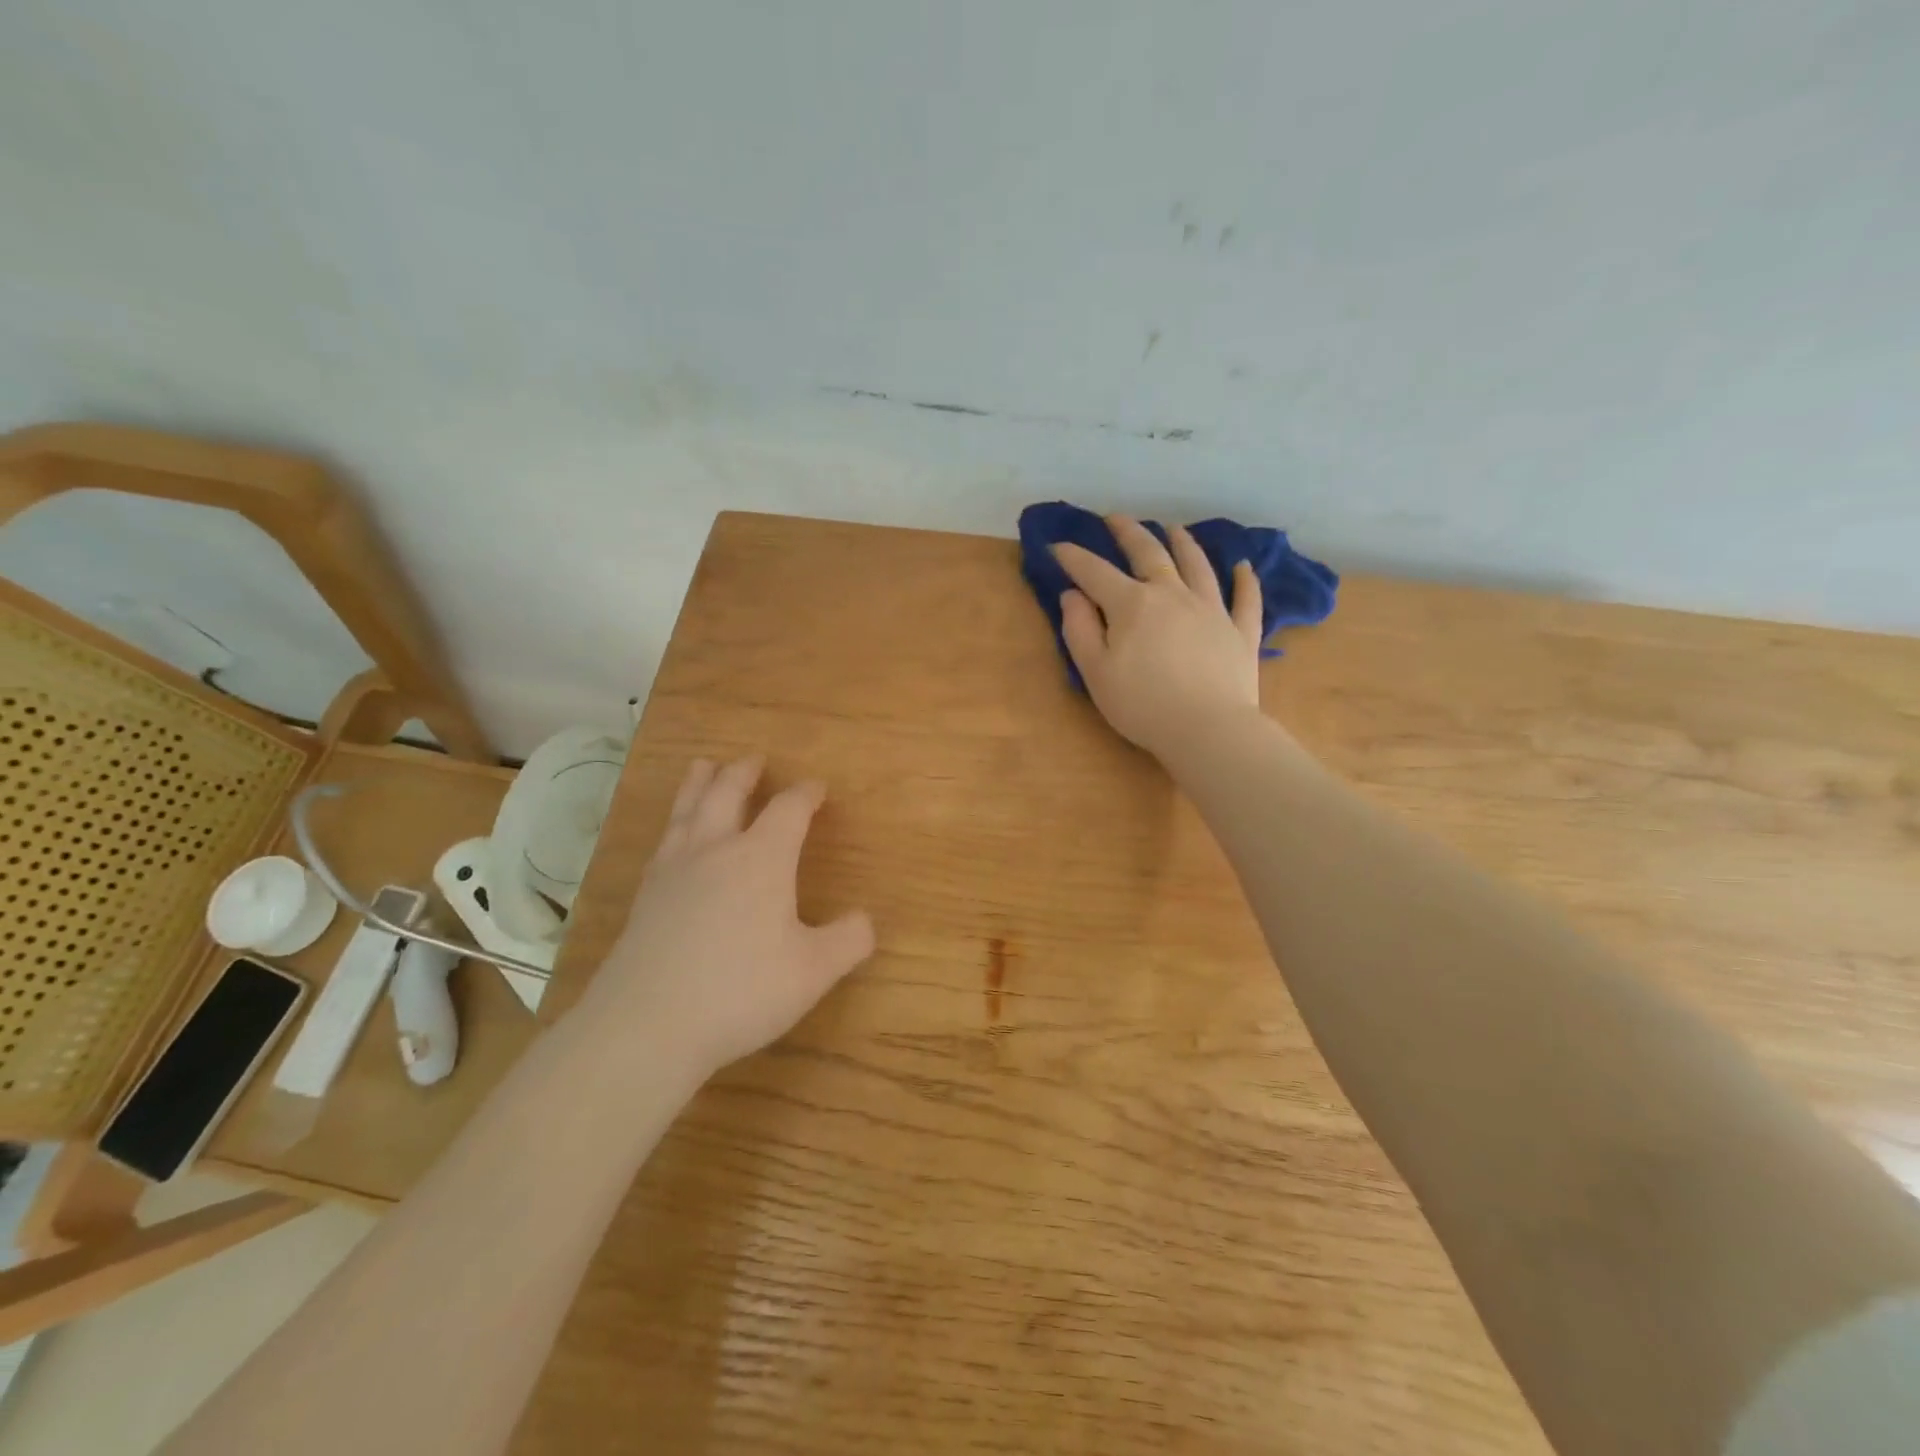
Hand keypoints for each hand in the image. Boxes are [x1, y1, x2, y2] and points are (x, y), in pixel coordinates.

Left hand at [589, 756, 874, 1083]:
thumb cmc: (741, 991)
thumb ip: (848, 941)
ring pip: (688, 809)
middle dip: (744, 773)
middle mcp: (716, 850)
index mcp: (761, 859)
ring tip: (704, 766)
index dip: (805, 794)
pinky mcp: (645, 895)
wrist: (647, 1024)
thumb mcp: (813, 971)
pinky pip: (664, 841)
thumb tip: (865, 921)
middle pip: (728, 793)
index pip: (788, 810)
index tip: (817, 788)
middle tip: (753, 759)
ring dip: (700, 783)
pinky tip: (675, 834)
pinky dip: (675, 821)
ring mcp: (674, 870)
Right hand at [1054, 515, 1264, 758]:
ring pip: (1197, 565)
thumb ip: (1079, 630)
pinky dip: (1245, 581)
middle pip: (1149, 554)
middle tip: (1116, 518)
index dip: (1074, 557)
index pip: (1095, 572)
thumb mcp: (1095, 672)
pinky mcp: (1241, 632)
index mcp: (1132, 605)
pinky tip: (1243, 567)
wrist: (1207, 729)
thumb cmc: (1142, 705)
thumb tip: (1072, 595)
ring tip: (1173, 528)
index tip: (1057, 545)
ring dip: (1183, 543)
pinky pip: (1245, 599)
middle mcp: (1173, 595)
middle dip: (1129, 532)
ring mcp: (1212, 610)